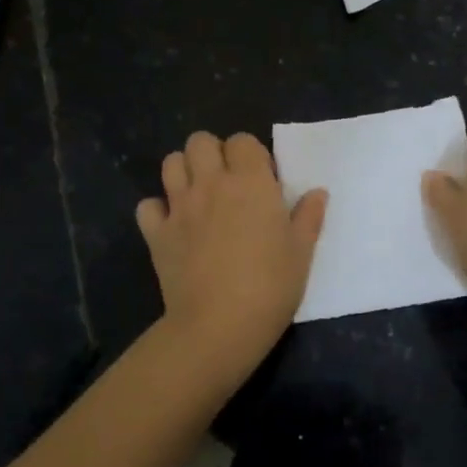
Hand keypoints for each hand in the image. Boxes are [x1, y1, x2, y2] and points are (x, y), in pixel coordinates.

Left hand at [137, 130, 327, 369]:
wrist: (219, 326)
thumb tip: (317, 193)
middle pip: (200, 141)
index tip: (261, 179)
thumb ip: (309, 217)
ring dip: (184, 171)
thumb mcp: (302, 252)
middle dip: (212, 153)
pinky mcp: (156, 233)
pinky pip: (148, 206)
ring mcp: (180, 207)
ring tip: (199, 195)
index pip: (242, 141)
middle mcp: (211, 184)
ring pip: (171, 163)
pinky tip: (172, 225)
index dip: (251, 154)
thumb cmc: (270, 286)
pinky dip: (158, 210)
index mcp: (250, 182)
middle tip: (227, 181)